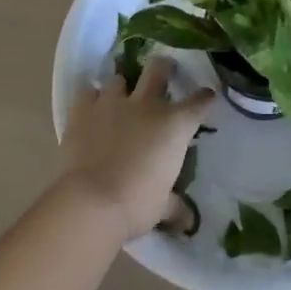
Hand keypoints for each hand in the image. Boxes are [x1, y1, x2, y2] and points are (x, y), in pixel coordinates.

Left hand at [61, 56, 214, 242]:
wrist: (92, 202)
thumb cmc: (137, 204)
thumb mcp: (163, 207)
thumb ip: (176, 207)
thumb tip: (188, 222)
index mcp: (175, 125)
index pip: (198, 102)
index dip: (205, 97)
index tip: (207, 95)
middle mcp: (147, 105)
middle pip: (159, 69)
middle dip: (164, 67)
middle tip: (165, 70)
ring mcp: (113, 103)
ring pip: (119, 77)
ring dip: (122, 85)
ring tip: (120, 96)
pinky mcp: (83, 110)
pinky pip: (88, 92)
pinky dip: (91, 98)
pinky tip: (91, 107)